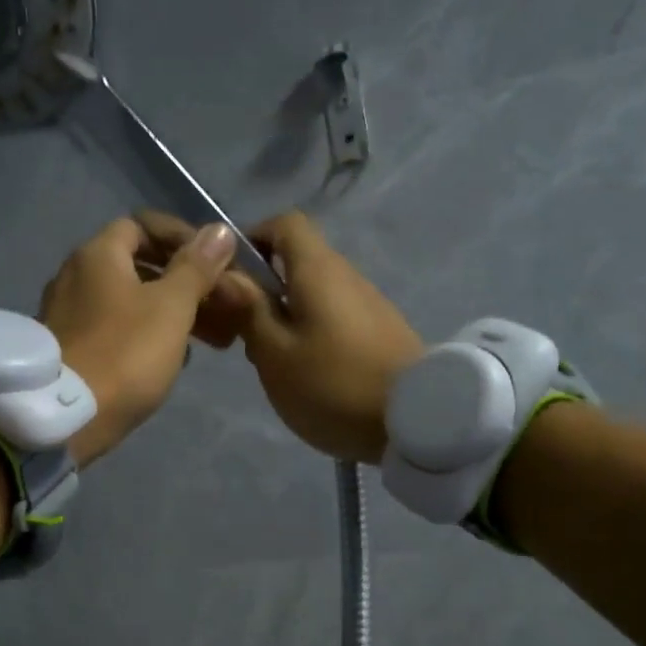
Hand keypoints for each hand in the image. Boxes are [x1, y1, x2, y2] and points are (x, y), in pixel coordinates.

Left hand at [38, 216, 237, 465]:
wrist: (65, 419)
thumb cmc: (124, 353)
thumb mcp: (171, 307)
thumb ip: (197, 268)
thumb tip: (219, 230)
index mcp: (98, 255)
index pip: (142, 225)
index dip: (181, 237)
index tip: (213, 261)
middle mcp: (75, 276)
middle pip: (138, 265)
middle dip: (184, 282)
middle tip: (220, 305)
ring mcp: (68, 314)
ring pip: (130, 301)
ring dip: (170, 312)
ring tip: (209, 339)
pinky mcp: (69, 349)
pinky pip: (116, 329)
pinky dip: (146, 335)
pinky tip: (173, 360)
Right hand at [141, 210, 422, 463]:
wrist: (419, 421)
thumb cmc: (334, 385)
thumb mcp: (275, 353)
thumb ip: (248, 310)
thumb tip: (226, 274)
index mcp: (318, 270)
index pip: (284, 223)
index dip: (252, 240)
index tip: (231, 278)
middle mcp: (347, 276)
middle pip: (298, 262)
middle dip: (264, 290)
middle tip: (243, 334)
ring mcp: (370, 304)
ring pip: (315, 295)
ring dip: (287, 318)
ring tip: (274, 362)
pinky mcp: (382, 333)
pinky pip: (336, 319)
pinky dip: (313, 335)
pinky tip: (309, 375)